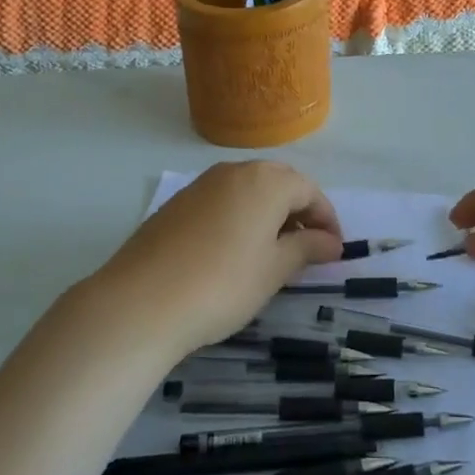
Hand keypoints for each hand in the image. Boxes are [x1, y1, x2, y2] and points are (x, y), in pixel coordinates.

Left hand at [86, 161, 342, 359]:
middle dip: (298, 213)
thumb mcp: (274, 270)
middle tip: (307, 250)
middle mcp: (234, 172)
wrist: (140, 302)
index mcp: (265, 181)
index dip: (326, 220)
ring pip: (248, 191)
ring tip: (271, 255)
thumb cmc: (222, 284)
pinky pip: (221, 202)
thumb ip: (307, 249)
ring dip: (268, 215)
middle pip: (278, 184)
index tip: (333, 252)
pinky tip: (232, 254)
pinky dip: (238, 219)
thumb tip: (331, 242)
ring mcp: (201, 185)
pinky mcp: (176, 204)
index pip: (309, 191)